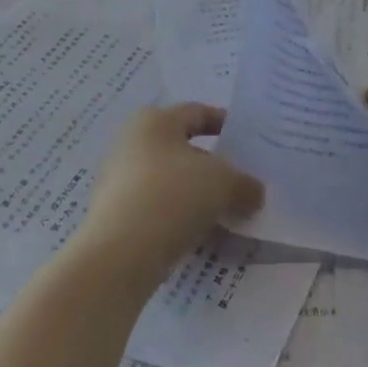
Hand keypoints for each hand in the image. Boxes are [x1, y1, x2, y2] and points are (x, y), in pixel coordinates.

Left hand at [76, 104, 264, 284]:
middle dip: (213, 167)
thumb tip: (253, 193)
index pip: (196, 112)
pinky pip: (156, 210)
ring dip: (197, 196)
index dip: (224, 122)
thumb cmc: (173, 196)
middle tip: (240, 183)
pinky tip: (200, 238)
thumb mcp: (224, 183)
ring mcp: (118, 181)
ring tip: (226, 216)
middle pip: (182, 149)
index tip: (246, 140)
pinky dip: (179, 219)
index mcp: (155, 121)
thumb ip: (245, 184)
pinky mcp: (114, 216)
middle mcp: (131, 143)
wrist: (120, 254)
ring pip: (170, 182)